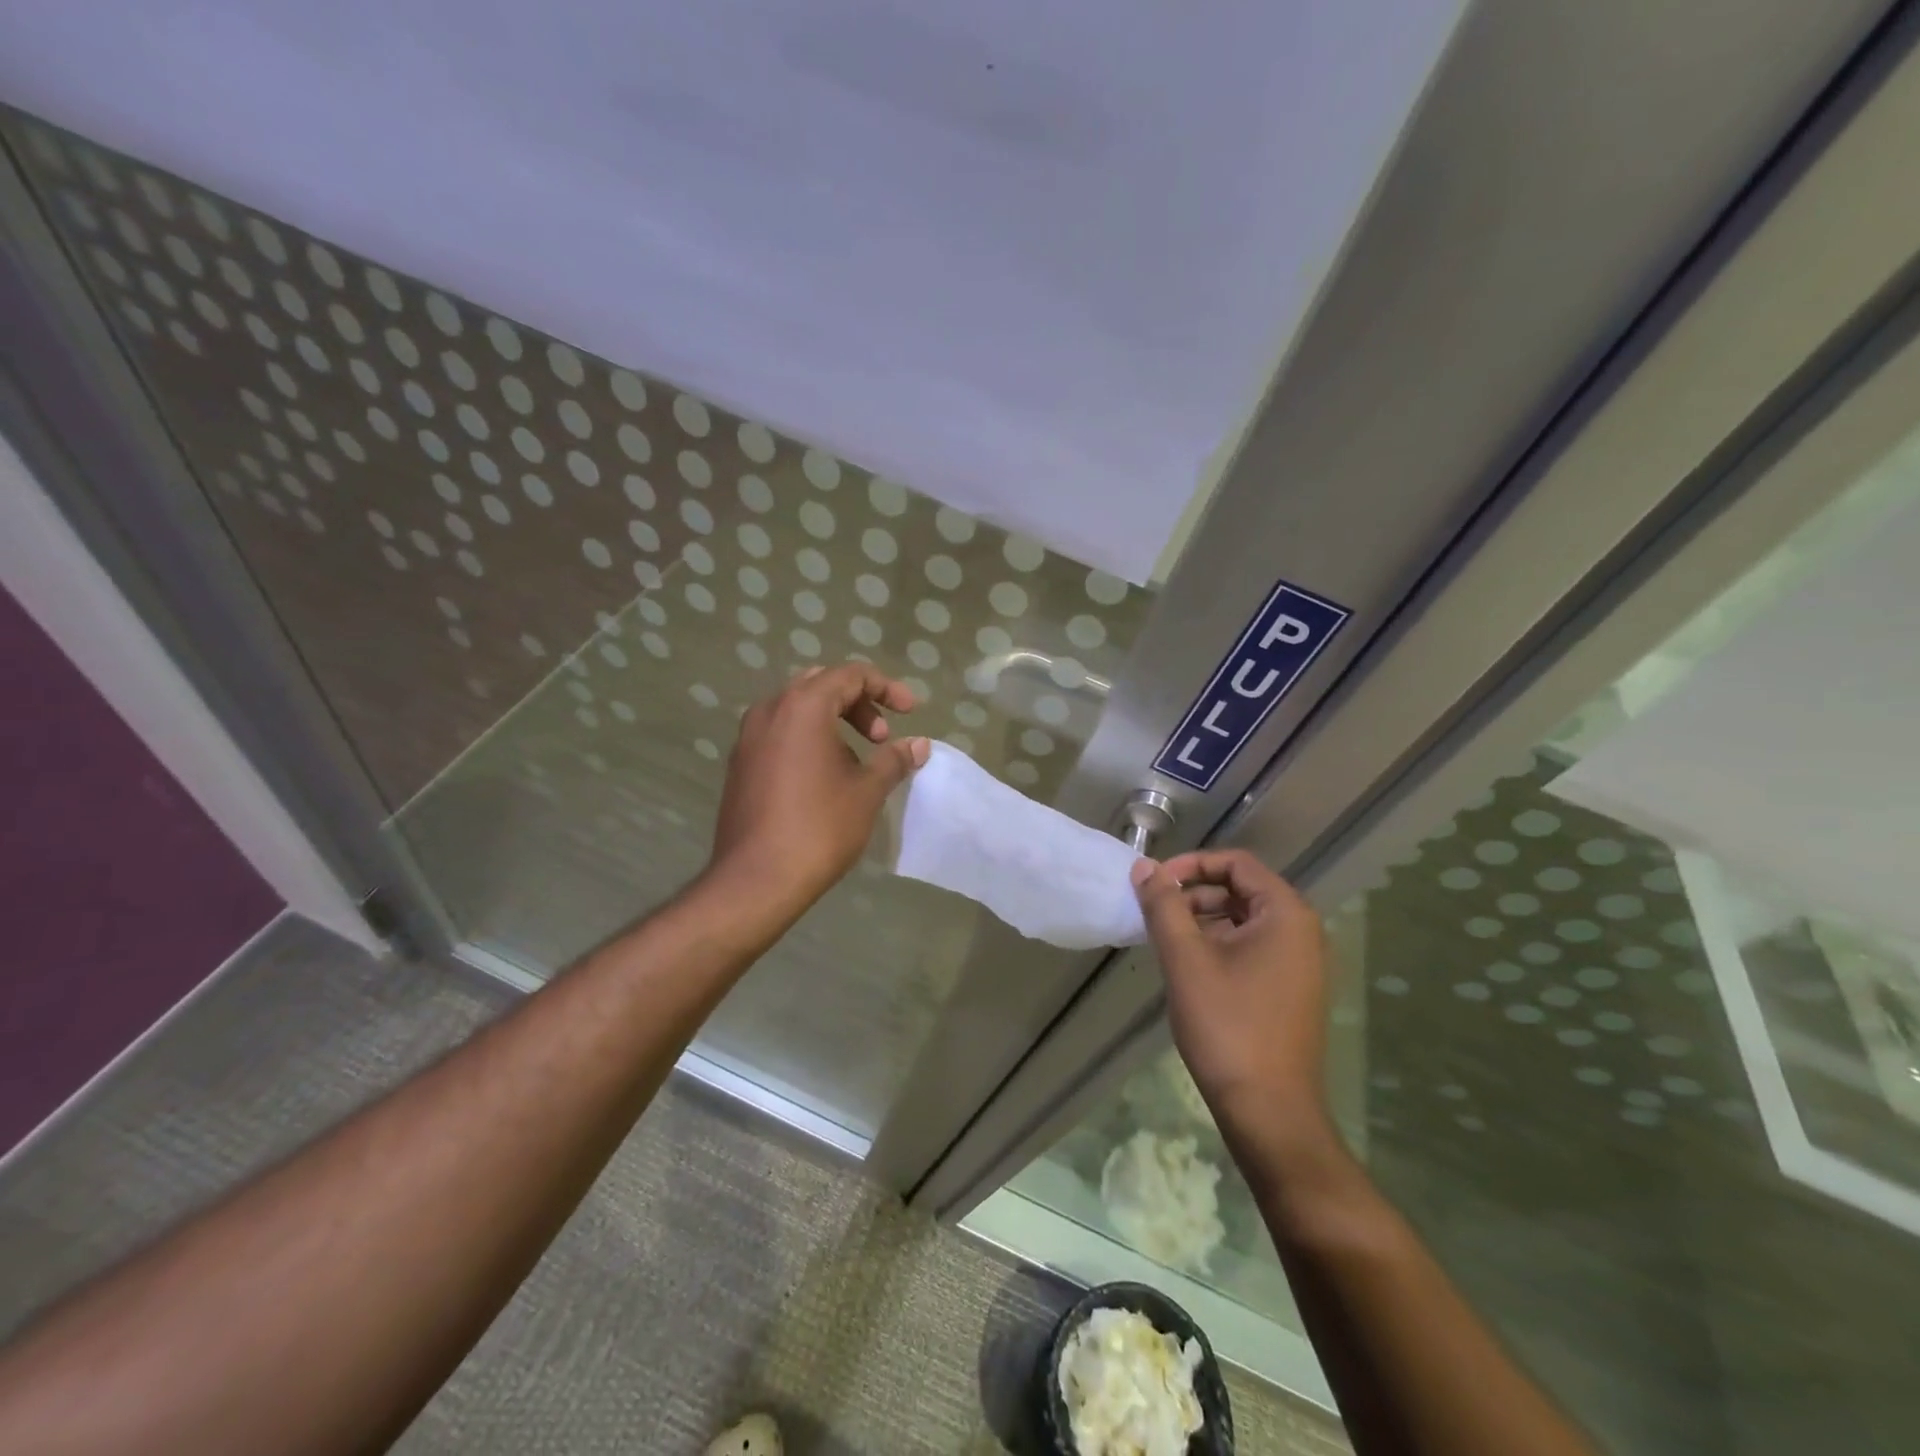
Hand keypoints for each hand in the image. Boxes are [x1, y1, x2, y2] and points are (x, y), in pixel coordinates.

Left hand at [708, 663, 928, 912]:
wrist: (756, 879)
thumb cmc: (819, 827)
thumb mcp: (867, 791)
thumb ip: (894, 759)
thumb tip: (919, 745)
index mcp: (802, 706)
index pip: (850, 675)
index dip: (886, 688)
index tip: (910, 713)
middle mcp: (770, 710)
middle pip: (821, 685)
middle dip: (858, 703)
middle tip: (881, 736)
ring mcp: (748, 737)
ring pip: (797, 709)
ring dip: (832, 721)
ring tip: (857, 759)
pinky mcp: (740, 764)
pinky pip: (779, 734)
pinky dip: (808, 739)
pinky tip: (824, 777)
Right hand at [1131, 850, 1332, 1146]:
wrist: (1269, 1111)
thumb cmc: (1227, 1026)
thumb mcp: (1185, 959)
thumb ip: (1163, 905)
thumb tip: (1144, 866)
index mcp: (1286, 914)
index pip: (1236, 863)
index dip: (1191, 865)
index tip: (1154, 884)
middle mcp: (1301, 931)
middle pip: (1241, 889)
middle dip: (1193, 894)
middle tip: (1154, 914)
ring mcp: (1299, 963)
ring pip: (1243, 920)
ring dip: (1202, 920)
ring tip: (1165, 942)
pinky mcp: (1290, 989)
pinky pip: (1251, 947)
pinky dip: (1217, 945)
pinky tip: (1187, 968)